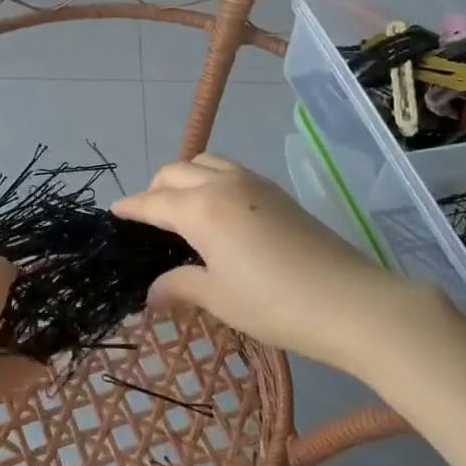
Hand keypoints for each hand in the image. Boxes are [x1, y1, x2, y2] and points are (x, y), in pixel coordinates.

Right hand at [113, 155, 447, 371]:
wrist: (352, 302)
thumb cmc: (275, 303)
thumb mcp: (219, 298)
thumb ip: (180, 286)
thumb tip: (152, 292)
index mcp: (201, 209)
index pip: (153, 201)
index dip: (131, 207)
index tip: (114, 212)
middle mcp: (223, 184)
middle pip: (176, 171)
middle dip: (155, 188)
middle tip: (148, 218)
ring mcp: (254, 183)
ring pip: (205, 162)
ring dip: (185, 177)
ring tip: (182, 209)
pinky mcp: (277, 192)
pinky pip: (230, 170)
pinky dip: (210, 179)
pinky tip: (218, 212)